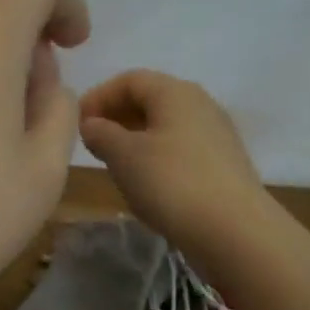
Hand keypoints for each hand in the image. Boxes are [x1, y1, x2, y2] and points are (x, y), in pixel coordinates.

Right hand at [79, 70, 278, 259]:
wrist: (233, 230)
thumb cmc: (171, 183)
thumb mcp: (123, 156)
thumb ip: (101, 133)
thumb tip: (92, 124)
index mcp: (175, 92)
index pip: (129, 80)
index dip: (98, 96)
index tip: (76, 123)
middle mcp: (200, 104)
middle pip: (150, 99)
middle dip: (116, 116)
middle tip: (91, 143)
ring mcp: (216, 133)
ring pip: (165, 124)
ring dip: (134, 137)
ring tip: (114, 163)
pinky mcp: (223, 162)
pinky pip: (180, 146)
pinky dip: (155, 154)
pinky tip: (145, 181)